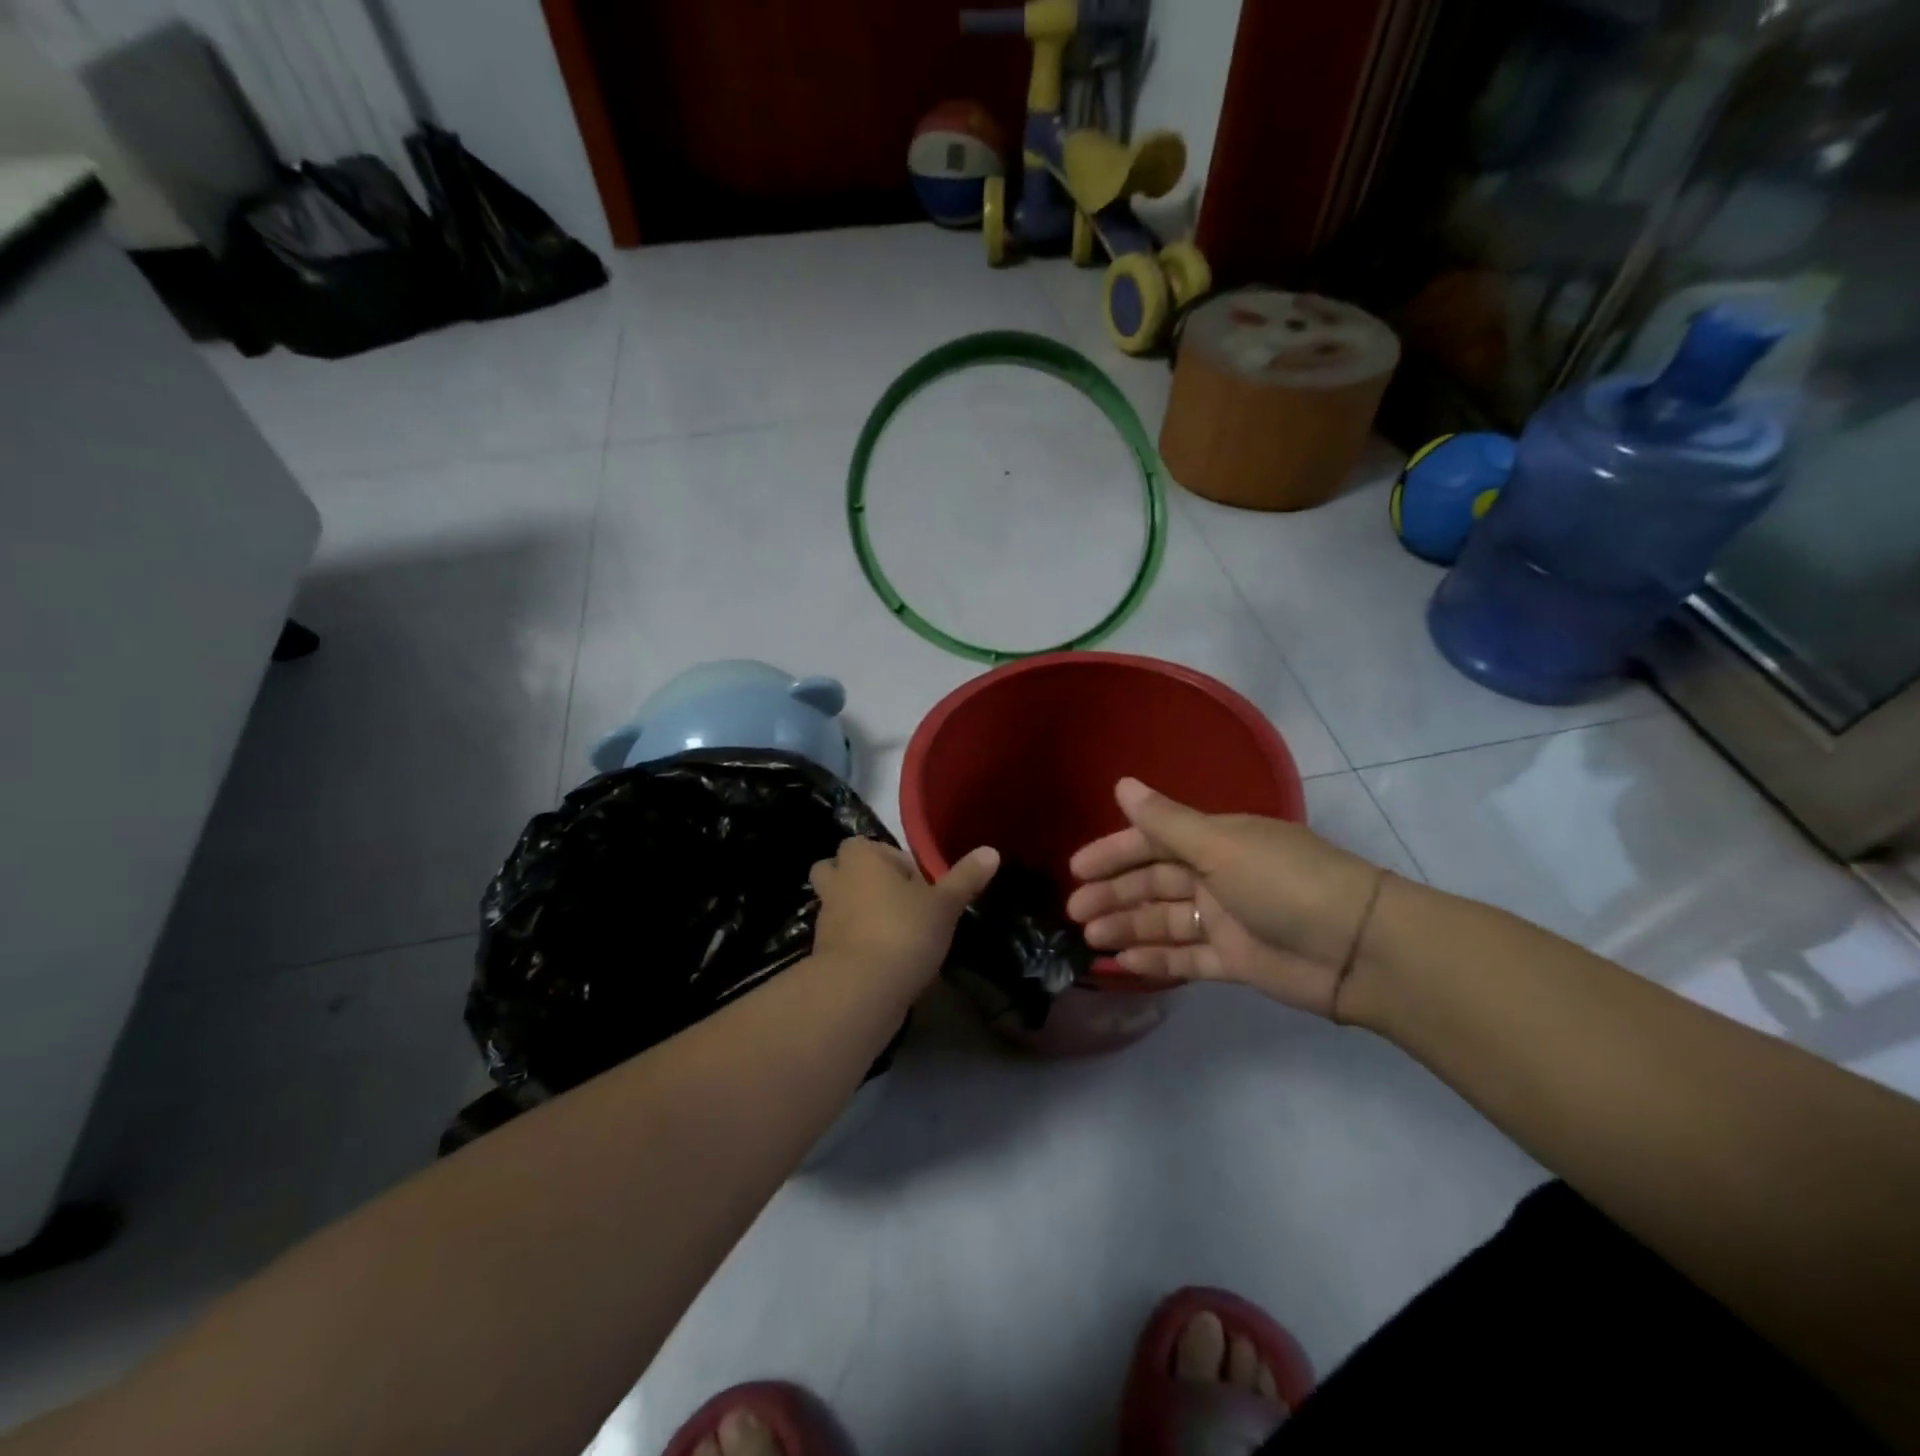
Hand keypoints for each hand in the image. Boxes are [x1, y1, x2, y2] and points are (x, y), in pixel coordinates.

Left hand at [810, 838, 999, 996]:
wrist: (860, 990)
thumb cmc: (904, 932)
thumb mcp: (945, 905)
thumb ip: (965, 877)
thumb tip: (991, 851)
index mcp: (862, 858)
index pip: (876, 846)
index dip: (898, 863)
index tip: (922, 885)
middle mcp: (837, 880)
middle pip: (840, 867)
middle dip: (862, 878)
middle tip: (895, 899)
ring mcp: (824, 916)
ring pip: (836, 901)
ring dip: (855, 909)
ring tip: (889, 928)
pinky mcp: (820, 950)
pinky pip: (838, 935)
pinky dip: (853, 940)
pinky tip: (881, 957)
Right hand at [1066, 778, 1385, 1018]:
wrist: (1359, 948)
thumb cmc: (1284, 883)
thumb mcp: (1221, 847)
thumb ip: (1166, 823)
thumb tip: (1122, 785)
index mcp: (1216, 841)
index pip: (1153, 841)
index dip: (1113, 852)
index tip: (1077, 868)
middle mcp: (1217, 876)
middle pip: (1153, 883)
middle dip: (1113, 894)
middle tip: (1074, 912)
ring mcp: (1227, 919)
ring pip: (1165, 920)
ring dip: (1128, 926)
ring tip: (1091, 939)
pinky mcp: (1236, 959)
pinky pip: (1186, 958)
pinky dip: (1156, 960)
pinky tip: (1124, 964)